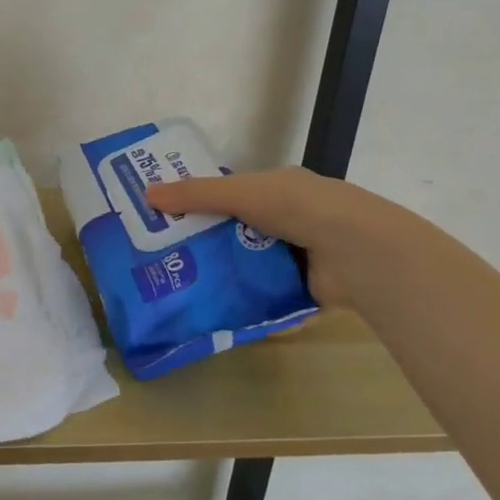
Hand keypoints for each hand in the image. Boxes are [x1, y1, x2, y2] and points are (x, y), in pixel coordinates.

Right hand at [145, 167, 383, 307]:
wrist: (353, 249)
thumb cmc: (295, 207)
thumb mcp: (239, 193)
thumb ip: (195, 195)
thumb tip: (146, 193)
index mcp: (279, 187)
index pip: (233, 193)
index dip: (202, 202)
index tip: (169, 217)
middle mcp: (291, 218)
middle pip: (239, 231)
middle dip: (208, 243)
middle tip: (169, 257)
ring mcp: (301, 254)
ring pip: (252, 264)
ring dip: (227, 275)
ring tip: (185, 288)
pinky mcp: (306, 288)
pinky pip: (269, 295)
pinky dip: (249, 302)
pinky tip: (219, 312)